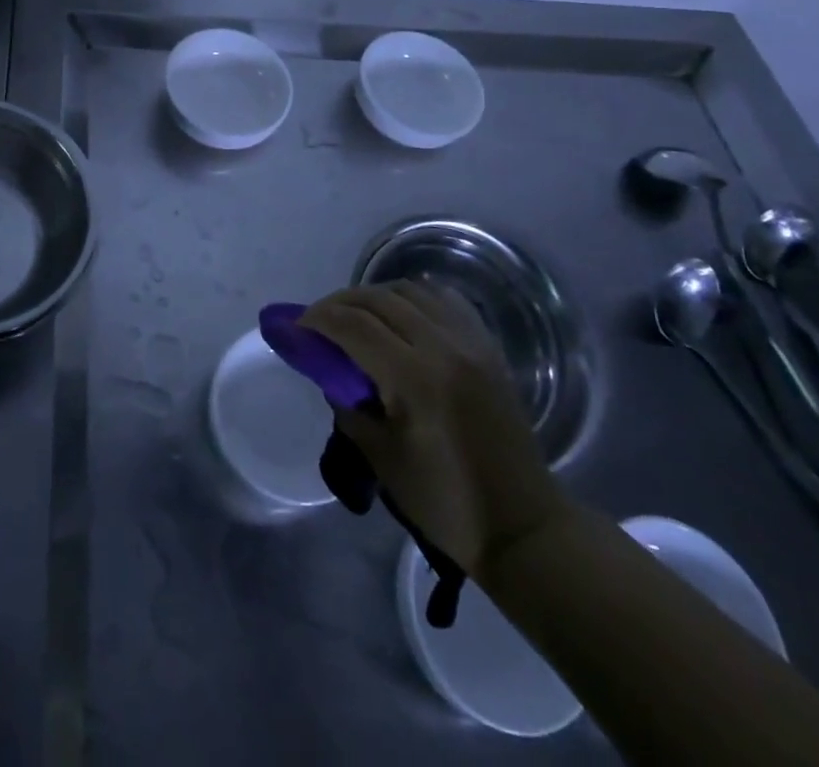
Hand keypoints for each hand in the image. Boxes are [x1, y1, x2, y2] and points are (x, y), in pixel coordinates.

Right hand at [301, 280, 570, 579]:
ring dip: (374, 296)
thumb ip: (347, 404)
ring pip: (410, 291)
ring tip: (356, 316)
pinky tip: (400, 313)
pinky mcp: (488, 347)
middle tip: (318, 321)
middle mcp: (443, 347)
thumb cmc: (445, 502)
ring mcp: (471, 342)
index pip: (352, 325)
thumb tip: (329, 371)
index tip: (296, 327)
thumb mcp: (381, 457)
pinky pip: (444, 300)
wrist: (523, 526)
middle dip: (339, 303)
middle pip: (378, 299)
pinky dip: (414, 297)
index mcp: (415, 378)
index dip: (317, 319)